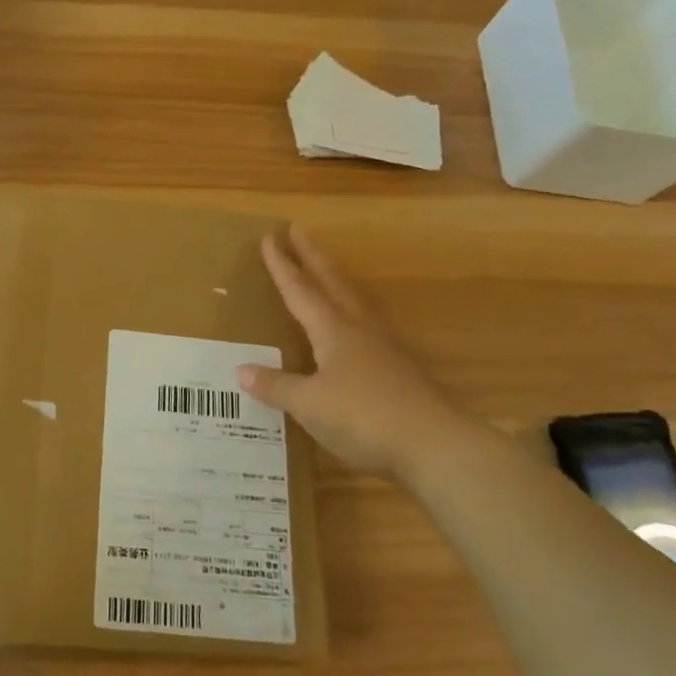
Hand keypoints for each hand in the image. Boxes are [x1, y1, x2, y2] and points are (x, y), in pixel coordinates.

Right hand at [237, 227, 493, 480]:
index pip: (300, 290)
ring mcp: (382, 347)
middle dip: (312, 257)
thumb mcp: (309, 404)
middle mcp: (358, 329)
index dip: (282, 266)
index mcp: (333, 330)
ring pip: (353, 301)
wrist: (433, 445)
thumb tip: (242, 370)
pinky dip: (349, 312)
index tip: (269, 238)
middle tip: (298, 230)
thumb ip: (276, 386)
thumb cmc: (363, 416)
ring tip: (323, 270)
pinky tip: (349, 327)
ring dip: (334, 280)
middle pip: (332, 283)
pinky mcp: (397, 369)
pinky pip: (365, 326)